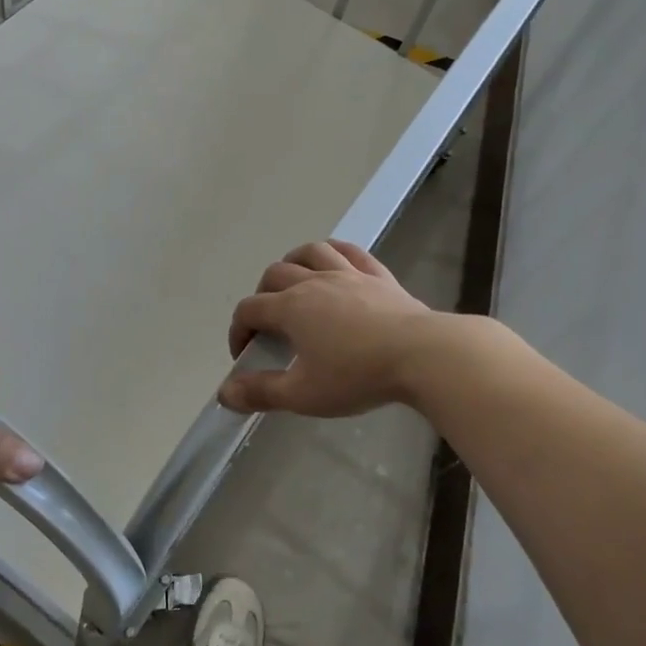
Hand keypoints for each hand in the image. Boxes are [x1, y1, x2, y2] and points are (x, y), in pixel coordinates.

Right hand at [219, 241, 444, 417]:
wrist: (421, 355)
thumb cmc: (357, 375)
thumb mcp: (303, 394)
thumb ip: (261, 392)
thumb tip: (224, 393)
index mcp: (291, 308)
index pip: (250, 310)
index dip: (238, 330)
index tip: (244, 354)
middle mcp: (314, 282)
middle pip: (275, 275)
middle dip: (262, 296)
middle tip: (269, 324)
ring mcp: (348, 274)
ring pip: (310, 252)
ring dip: (293, 263)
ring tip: (294, 282)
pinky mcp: (378, 275)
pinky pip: (350, 252)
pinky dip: (334, 253)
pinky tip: (334, 262)